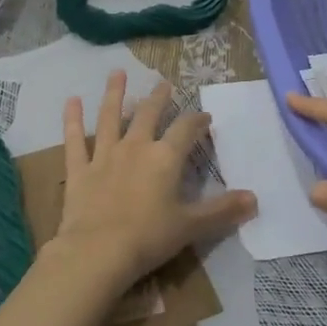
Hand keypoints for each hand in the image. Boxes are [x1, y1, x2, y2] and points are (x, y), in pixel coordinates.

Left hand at [56, 72, 256, 291]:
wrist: (97, 252)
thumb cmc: (149, 238)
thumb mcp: (191, 226)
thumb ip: (222, 210)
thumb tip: (255, 199)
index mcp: (165, 158)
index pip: (186, 130)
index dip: (197, 121)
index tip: (204, 116)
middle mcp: (135, 147)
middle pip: (148, 114)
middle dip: (158, 98)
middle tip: (164, 83)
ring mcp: (104, 156)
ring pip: (110, 117)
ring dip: (114, 94)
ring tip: (117, 73)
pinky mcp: (79, 170)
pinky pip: (74, 140)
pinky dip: (71, 120)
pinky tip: (71, 100)